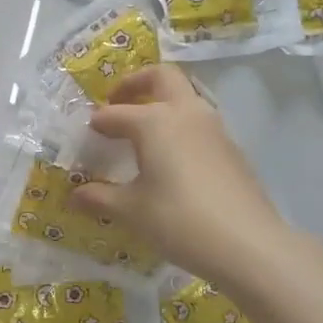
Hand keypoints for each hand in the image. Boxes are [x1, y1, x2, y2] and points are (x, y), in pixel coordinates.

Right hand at [68, 65, 296, 282]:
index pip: (115, 114)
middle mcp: (185, 114)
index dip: (97, 123)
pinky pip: (199, 123)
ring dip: (162, 103)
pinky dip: (179, 127)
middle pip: (161, 77)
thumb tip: (75, 195)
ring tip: (142, 131)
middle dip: (136, 83)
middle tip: (116, 101)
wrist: (248, 244)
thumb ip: (99, 198)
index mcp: (154, 121)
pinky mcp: (232, 149)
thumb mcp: (130, 211)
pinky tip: (171, 159)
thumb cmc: (178, 220)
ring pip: (186, 97)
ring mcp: (214, 129)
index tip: (85, 135)